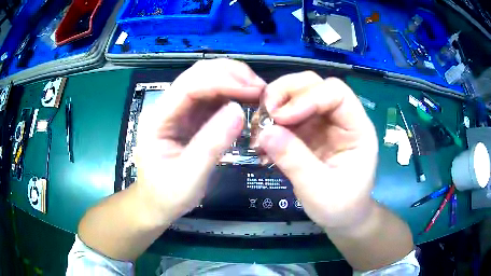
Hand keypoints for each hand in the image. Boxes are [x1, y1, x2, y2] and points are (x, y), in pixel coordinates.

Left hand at [135, 59, 264, 223]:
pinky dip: (233, 95)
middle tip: (261, 88)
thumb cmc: (167, 194)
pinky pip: (214, 98)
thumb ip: (211, 144)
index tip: (254, 90)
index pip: (189, 86)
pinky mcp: (192, 117)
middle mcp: (167, 106)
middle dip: (231, 75)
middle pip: (199, 74)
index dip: (223, 81)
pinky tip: (247, 101)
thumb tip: (239, 110)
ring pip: (208, 81)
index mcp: (158, 118)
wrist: (156, 203)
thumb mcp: (189, 176)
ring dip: (234, 82)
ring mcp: (180, 110)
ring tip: (259, 94)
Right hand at [257, 71, 377, 228]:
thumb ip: (295, 162)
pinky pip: (286, 116)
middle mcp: (340, 118)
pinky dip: (270, 123)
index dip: (308, 97)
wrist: (342, 217)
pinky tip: (261, 142)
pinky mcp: (308, 132)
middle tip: (264, 113)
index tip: (281, 117)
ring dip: (274, 107)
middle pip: (314, 85)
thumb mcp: (320, 190)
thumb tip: (265, 133)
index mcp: (357, 128)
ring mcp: (323, 123)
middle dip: (286, 93)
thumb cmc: (341, 206)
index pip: (336, 92)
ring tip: (258, 130)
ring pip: (296, 95)